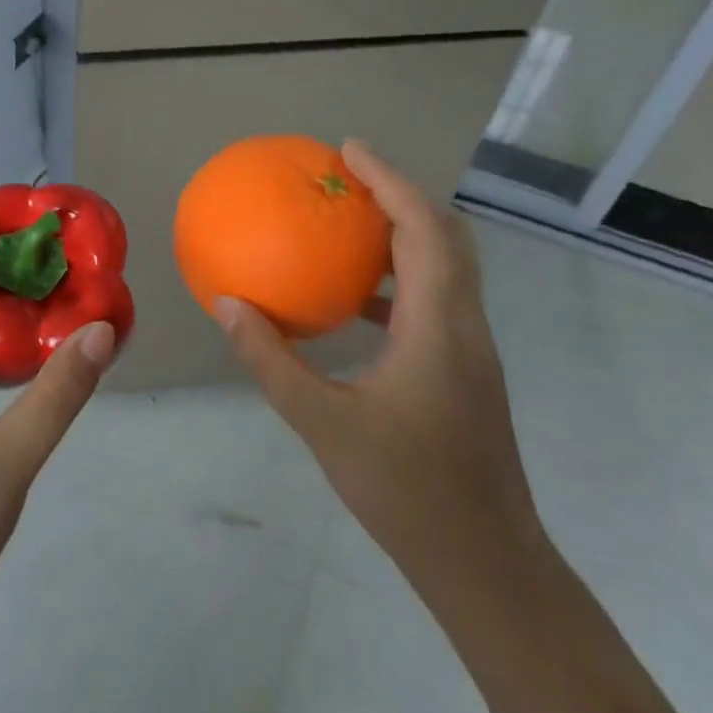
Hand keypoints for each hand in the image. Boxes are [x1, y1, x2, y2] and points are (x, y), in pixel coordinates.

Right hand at [214, 141, 544, 592]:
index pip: (422, 230)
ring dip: (404, 233)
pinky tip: (355, 300)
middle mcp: (464, 326)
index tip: (349, 149)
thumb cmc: (406, 489)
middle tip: (348, 177)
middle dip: (401, 195)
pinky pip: (434, 300)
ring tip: (349, 224)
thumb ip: (271, 359)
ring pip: (447, 267)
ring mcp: (470, 350)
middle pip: (446, 237)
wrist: (486, 563)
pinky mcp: (464, 372)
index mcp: (437, 326)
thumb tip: (227, 304)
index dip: (389, 181)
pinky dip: (399, 278)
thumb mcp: (322, 422)